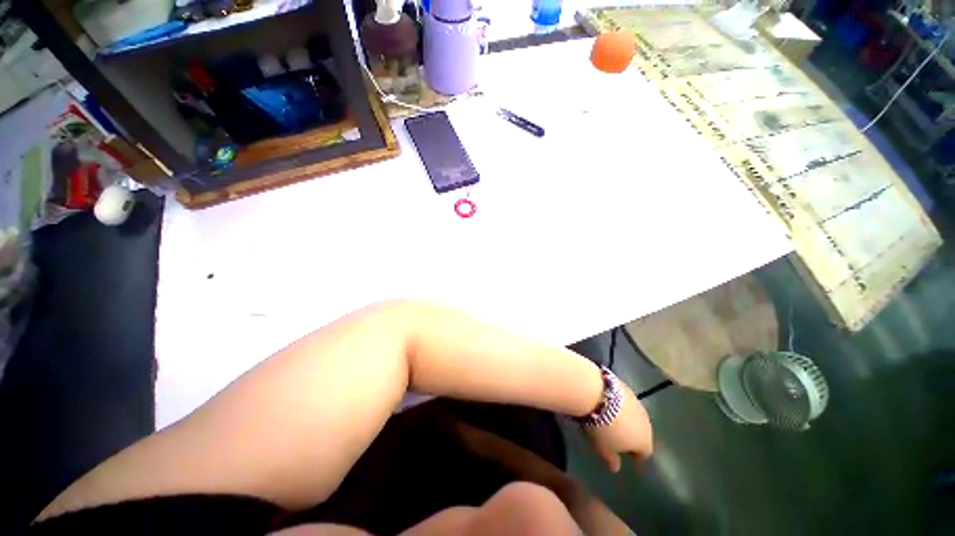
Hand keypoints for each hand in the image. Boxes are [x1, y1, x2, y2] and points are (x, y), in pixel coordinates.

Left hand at [586, 383, 652, 472]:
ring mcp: (637, 402)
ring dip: (627, 420)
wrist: (596, 393)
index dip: (637, 458)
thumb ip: (611, 459)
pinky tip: (610, 405)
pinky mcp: (626, 387)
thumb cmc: (602, 428)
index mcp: (644, 441)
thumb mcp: (603, 448)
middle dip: (633, 437)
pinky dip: (620, 406)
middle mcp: (646, 422)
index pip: (644, 454)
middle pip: (642, 433)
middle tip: (621, 440)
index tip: (633, 462)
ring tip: (614, 422)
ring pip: (635, 416)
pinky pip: (625, 402)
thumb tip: (616, 468)